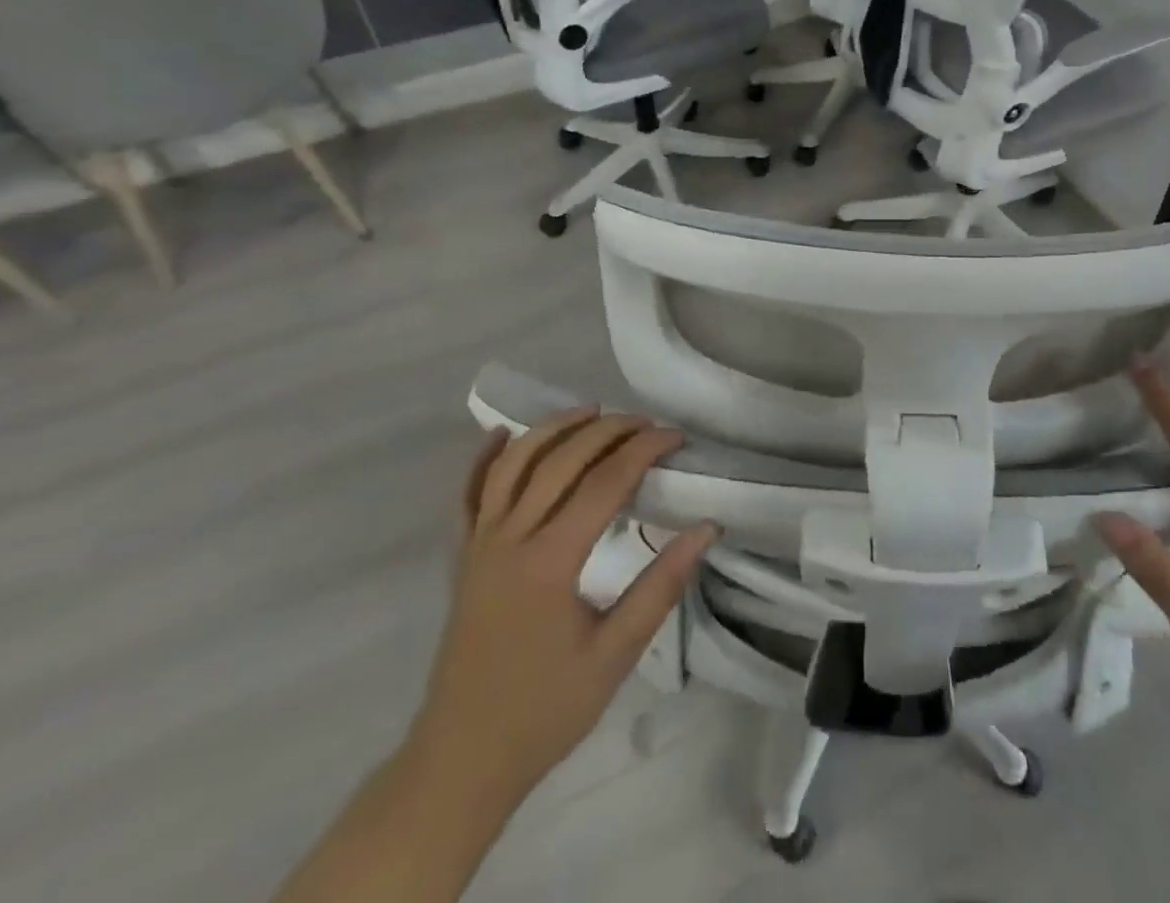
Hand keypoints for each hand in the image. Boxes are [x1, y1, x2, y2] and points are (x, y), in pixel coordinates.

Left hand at [405, 410, 715, 818]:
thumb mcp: (615, 654)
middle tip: (645, 423)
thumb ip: (661, 586)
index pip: (604, 482)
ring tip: (591, 411)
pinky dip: (484, 458)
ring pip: (513, 464)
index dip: (643, 450)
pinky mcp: (462, 557)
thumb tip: (707, 529)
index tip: (675, 437)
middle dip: (607, 430)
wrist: (462, 759)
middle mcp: (510, 538)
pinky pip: (468, 495)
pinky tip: (501, 434)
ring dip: (553, 429)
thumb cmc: (546, 710)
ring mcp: (480, 544)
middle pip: (561, 460)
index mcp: (550, 561)